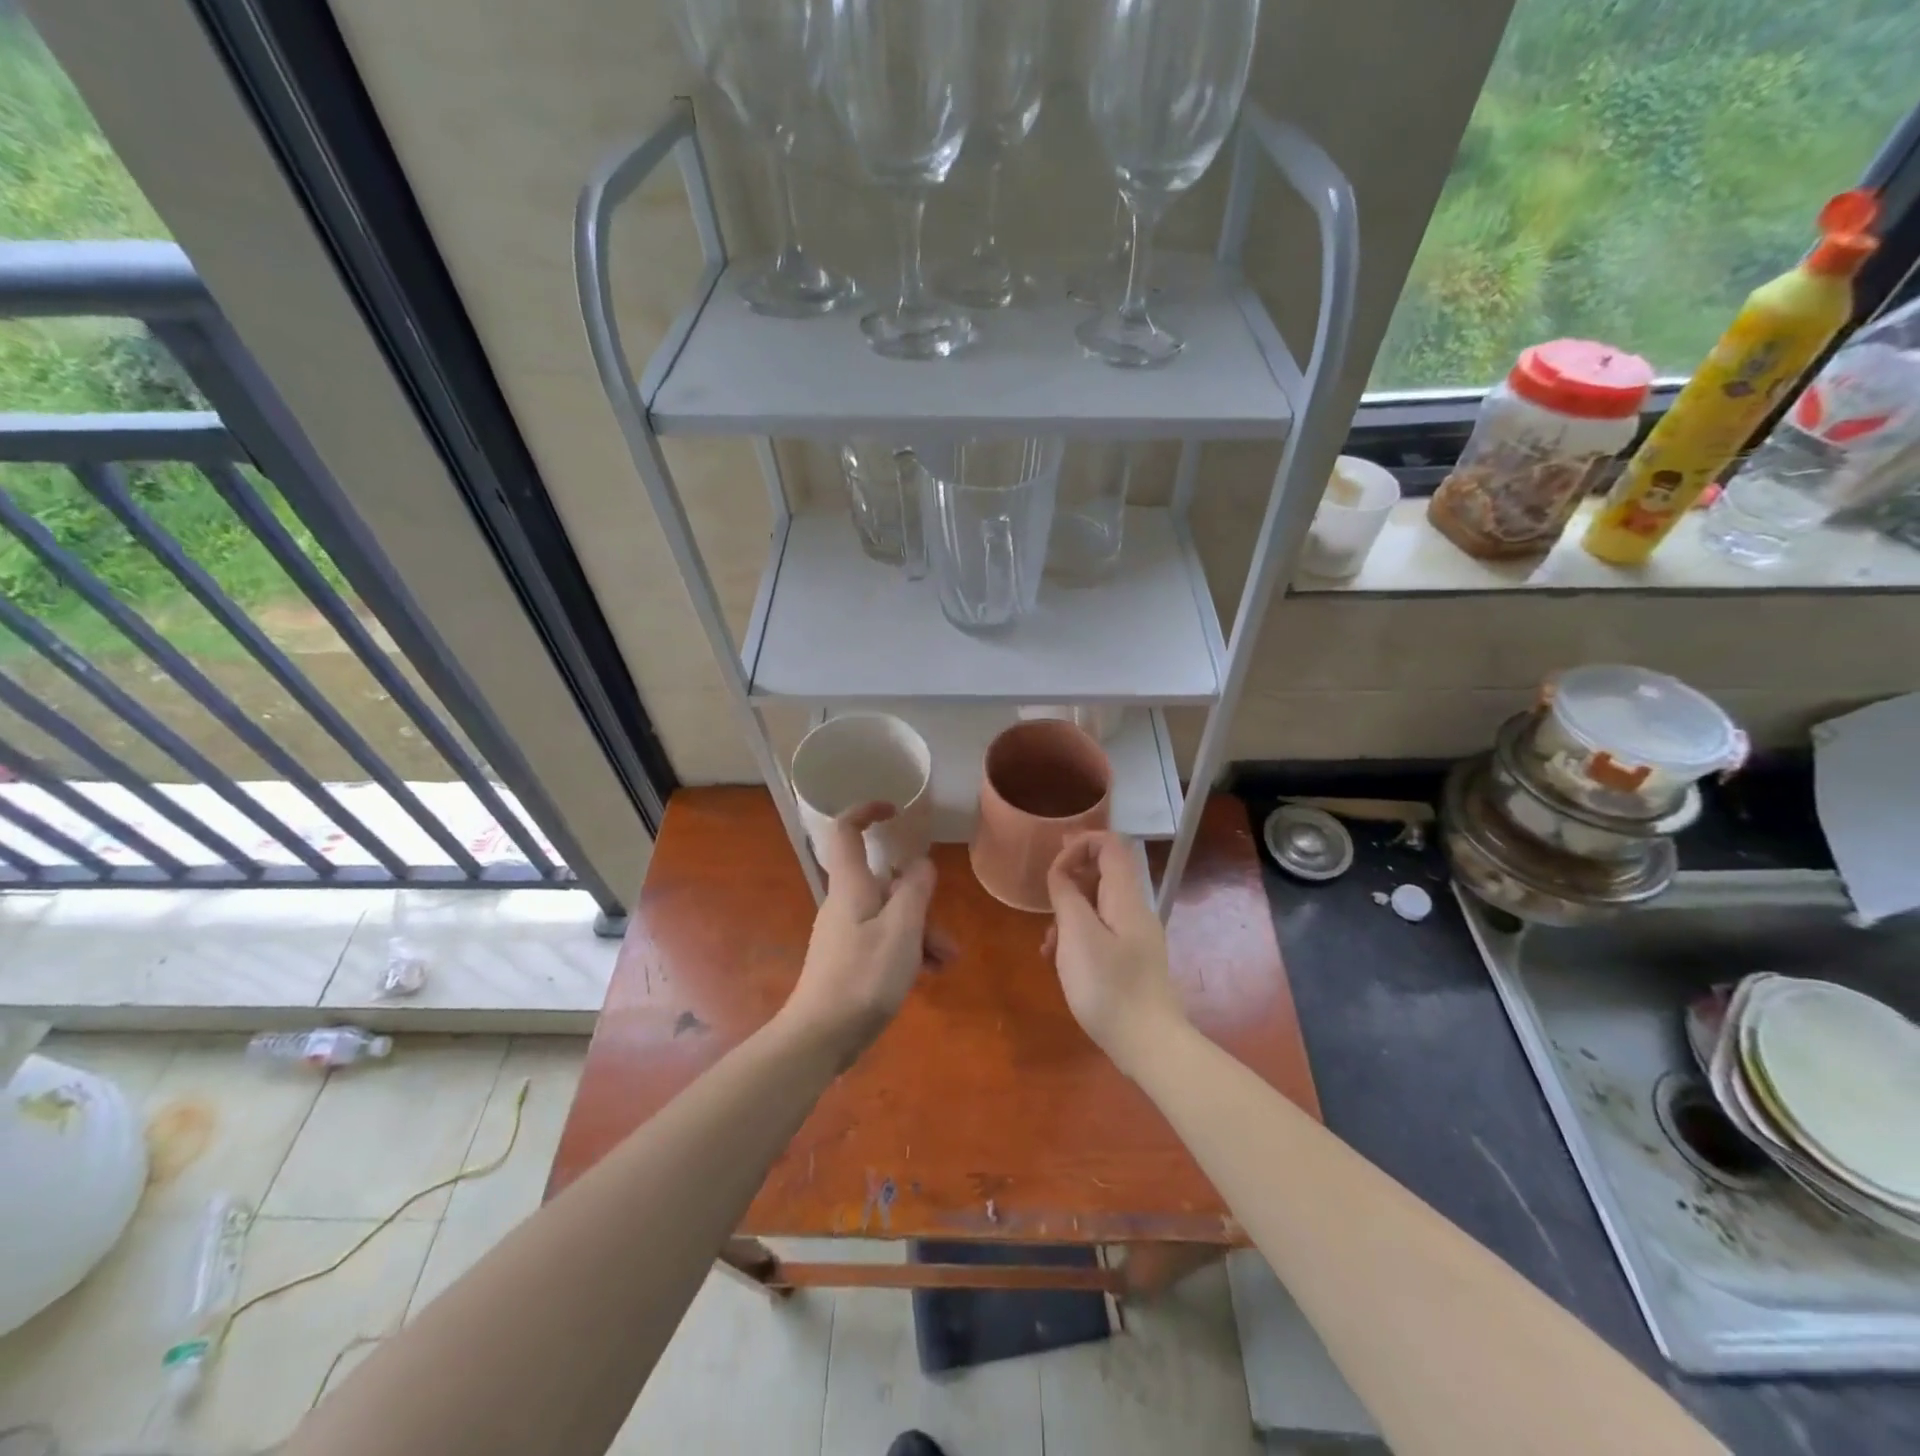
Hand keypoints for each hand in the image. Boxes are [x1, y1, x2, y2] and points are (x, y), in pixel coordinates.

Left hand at [779, 803, 951, 1062]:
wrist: (820, 1036)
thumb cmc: (863, 977)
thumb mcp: (902, 928)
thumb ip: (915, 889)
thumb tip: (919, 863)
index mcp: (851, 886)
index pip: (847, 830)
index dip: (866, 811)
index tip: (894, 810)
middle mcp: (845, 902)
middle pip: (883, 883)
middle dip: (919, 899)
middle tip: (945, 934)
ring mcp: (845, 932)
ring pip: (889, 915)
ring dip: (921, 931)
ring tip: (946, 962)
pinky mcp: (848, 959)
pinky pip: (883, 939)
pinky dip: (907, 949)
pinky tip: (928, 975)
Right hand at [1044, 831, 1188, 1075]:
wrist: (1148, 1044)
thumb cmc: (1109, 986)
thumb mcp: (1077, 935)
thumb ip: (1067, 894)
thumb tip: (1062, 871)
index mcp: (1126, 897)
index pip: (1111, 845)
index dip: (1080, 843)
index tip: (1053, 867)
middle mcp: (1134, 910)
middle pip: (1103, 873)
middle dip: (1070, 881)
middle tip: (1044, 902)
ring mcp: (1134, 937)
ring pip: (1098, 906)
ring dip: (1069, 913)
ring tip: (1048, 943)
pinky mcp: (1130, 961)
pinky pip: (1101, 932)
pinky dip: (1077, 936)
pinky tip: (1059, 961)